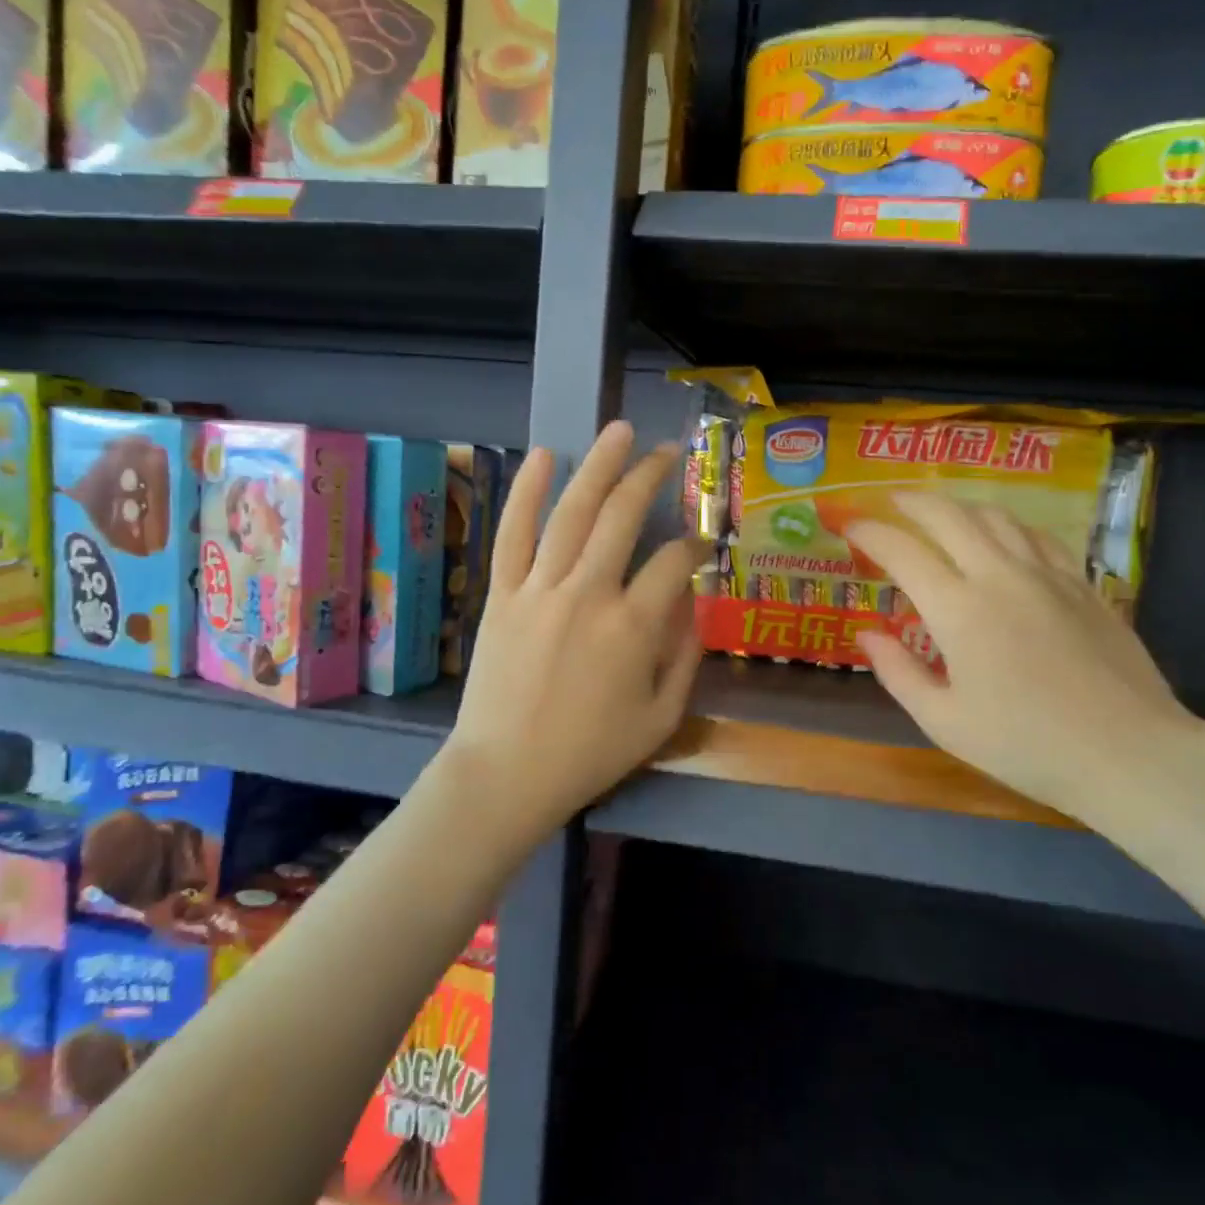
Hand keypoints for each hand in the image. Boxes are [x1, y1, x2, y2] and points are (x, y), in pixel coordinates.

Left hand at [442, 422, 705, 836]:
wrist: (507, 774)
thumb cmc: (590, 753)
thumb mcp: (661, 718)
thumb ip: (686, 657)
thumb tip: (696, 604)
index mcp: (633, 628)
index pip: (673, 563)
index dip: (695, 546)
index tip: (702, 543)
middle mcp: (589, 594)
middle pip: (623, 517)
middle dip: (650, 477)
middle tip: (667, 452)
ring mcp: (540, 589)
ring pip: (572, 513)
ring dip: (598, 466)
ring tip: (618, 430)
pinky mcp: (502, 594)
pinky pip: (513, 533)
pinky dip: (526, 491)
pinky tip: (544, 456)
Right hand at [847, 494, 1204, 837]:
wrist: (1128, 753)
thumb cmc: (1026, 745)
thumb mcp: (945, 721)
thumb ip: (899, 673)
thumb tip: (867, 635)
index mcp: (959, 610)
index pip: (902, 552)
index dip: (870, 533)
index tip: (848, 526)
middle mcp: (1000, 576)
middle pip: (950, 516)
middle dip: (912, 502)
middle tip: (890, 501)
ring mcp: (1047, 574)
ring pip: (996, 517)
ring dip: (959, 506)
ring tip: (941, 513)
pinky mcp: (1082, 584)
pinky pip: (1037, 536)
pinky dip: (1007, 525)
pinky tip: (1003, 536)